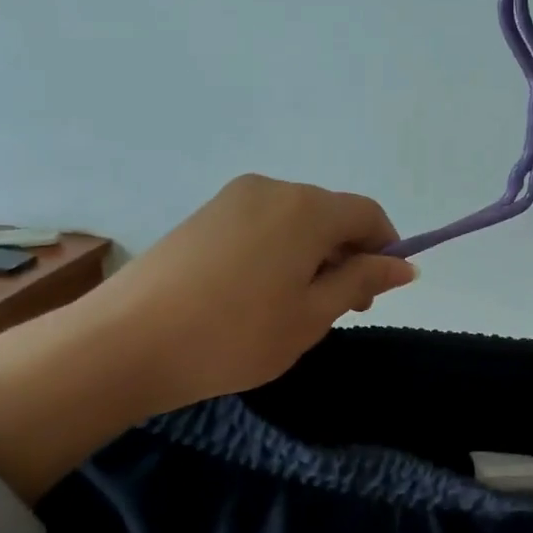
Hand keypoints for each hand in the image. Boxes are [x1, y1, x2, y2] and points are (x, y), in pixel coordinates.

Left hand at [89, 174, 417, 406]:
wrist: (127, 342)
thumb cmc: (237, 335)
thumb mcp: (312, 315)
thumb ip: (361, 281)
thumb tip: (405, 265)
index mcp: (307, 209)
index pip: (367, 214)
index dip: (385, 249)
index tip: (377, 292)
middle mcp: (272, 189)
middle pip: (329, 214)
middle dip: (346, 255)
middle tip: (339, 309)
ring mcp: (231, 199)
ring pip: (294, 221)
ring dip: (312, 255)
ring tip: (296, 306)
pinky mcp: (203, 215)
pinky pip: (261, 225)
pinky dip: (278, 251)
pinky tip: (259, 294)